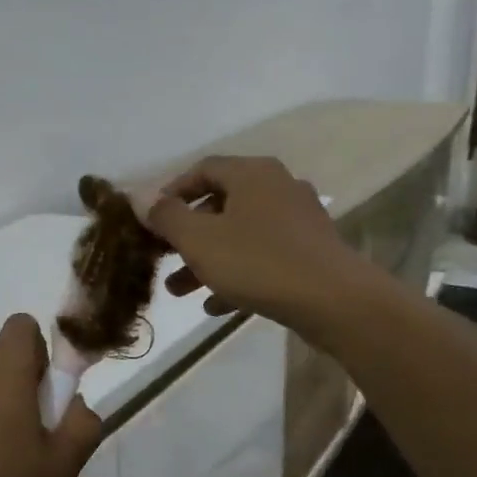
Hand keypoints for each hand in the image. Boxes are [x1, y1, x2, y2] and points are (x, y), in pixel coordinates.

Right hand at [144, 155, 358, 327]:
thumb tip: (142, 199)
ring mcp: (297, 220)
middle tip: (163, 259)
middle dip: (186, 236)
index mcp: (252, 174)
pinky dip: (237, 275)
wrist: (335, 302)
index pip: (202, 170)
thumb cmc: (258, 262)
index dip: (171, 192)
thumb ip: (166, 217)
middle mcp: (277, 187)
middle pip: (219, 205)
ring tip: (180, 291)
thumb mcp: (199, 239)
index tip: (150, 220)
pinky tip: (216, 306)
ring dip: (206, 260)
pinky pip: (262, 257)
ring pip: (238, 235)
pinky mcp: (309, 252)